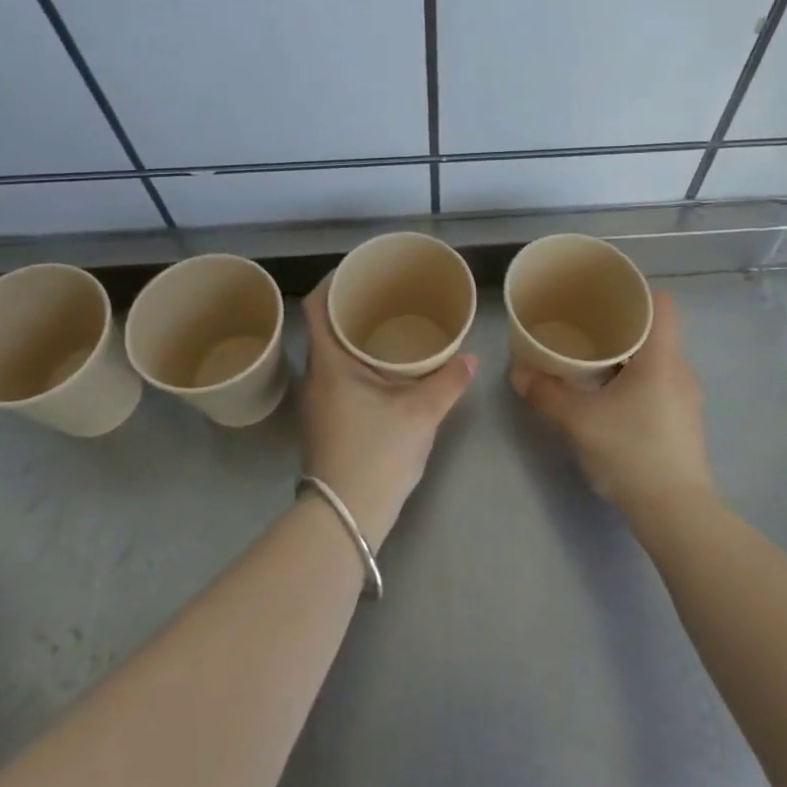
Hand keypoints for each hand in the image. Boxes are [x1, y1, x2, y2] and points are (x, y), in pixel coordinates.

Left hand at [298, 277, 476, 547]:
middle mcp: (315, 377)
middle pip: (323, 327)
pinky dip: (356, 363)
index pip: (316, 306)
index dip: (332, 280)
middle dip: (351, 307)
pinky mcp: (325, 422)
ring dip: (353, 337)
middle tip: (386, 296)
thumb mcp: (421, 413)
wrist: (345, 516)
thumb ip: (448, 381)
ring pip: (330, 354)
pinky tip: (385, 371)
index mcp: (329, 363)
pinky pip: (336, 376)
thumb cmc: (377, 453)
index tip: (359, 270)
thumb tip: (471, 357)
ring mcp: (317, 402)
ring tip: (389, 327)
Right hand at [510, 291, 714, 514]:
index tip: (605, 294)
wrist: (675, 512)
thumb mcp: (579, 420)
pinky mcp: (682, 421)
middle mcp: (679, 370)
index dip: (636, 292)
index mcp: (662, 357)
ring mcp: (685, 397)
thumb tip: (518, 372)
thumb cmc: (631, 452)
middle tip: (585, 324)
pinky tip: (609, 393)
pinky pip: (659, 382)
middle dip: (622, 324)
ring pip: (657, 358)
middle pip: (656, 330)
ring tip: (592, 357)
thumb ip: (547, 393)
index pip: (662, 303)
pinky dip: (635, 377)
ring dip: (627, 354)